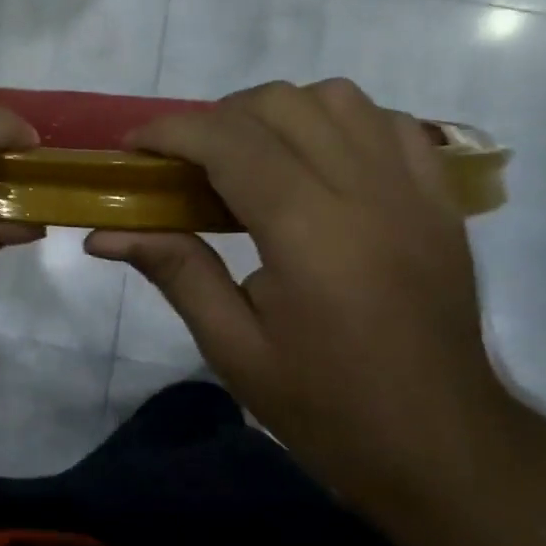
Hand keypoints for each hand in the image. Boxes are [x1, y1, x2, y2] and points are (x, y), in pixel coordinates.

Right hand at [86, 80, 510, 507]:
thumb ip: (174, 271)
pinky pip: (387, 123)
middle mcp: (366, 193)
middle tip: (187, 163)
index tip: (133, 149)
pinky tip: (315, 162)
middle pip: (280, 104)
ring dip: (278, 112)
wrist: (443, 448)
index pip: (230, 142)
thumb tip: (102, 233)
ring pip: (337, 98)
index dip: (171, 132)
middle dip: (216, 118)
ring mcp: (413, 190)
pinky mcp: (441, 200)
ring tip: (250, 156)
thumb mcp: (233, 348)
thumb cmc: (327, 407)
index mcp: (310, 234)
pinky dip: (339, 122)